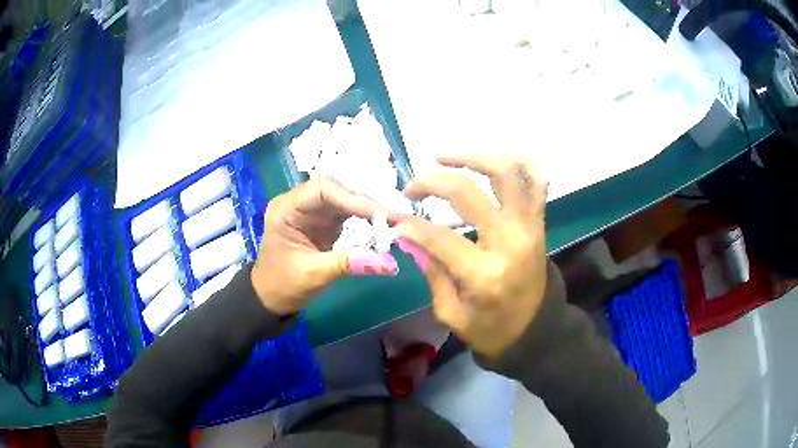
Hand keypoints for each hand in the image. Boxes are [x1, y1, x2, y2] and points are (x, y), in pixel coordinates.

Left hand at [251, 175, 400, 314]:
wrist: (271, 299)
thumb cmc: (282, 285)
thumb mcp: (313, 275)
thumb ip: (349, 264)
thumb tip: (389, 263)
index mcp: (285, 208)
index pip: (321, 190)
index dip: (352, 197)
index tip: (380, 213)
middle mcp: (298, 203)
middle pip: (336, 191)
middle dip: (364, 203)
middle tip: (393, 218)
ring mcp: (312, 212)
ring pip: (344, 200)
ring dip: (368, 210)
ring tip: (392, 221)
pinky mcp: (323, 223)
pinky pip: (347, 214)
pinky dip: (365, 220)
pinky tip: (381, 227)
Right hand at [395, 154, 548, 357]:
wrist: (536, 330)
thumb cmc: (492, 329)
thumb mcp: (452, 313)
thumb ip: (431, 271)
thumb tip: (408, 235)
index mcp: (485, 274)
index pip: (439, 236)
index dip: (411, 225)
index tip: (396, 221)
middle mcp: (510, 241)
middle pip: (468, 192)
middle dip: (432, 182)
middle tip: (412, 187)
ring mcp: (529, 227)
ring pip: (506, 172)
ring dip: (473, 156)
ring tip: (445, 157)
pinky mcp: (539, 222)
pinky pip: (536, 180)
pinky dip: (519, 161)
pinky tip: (494, 158)